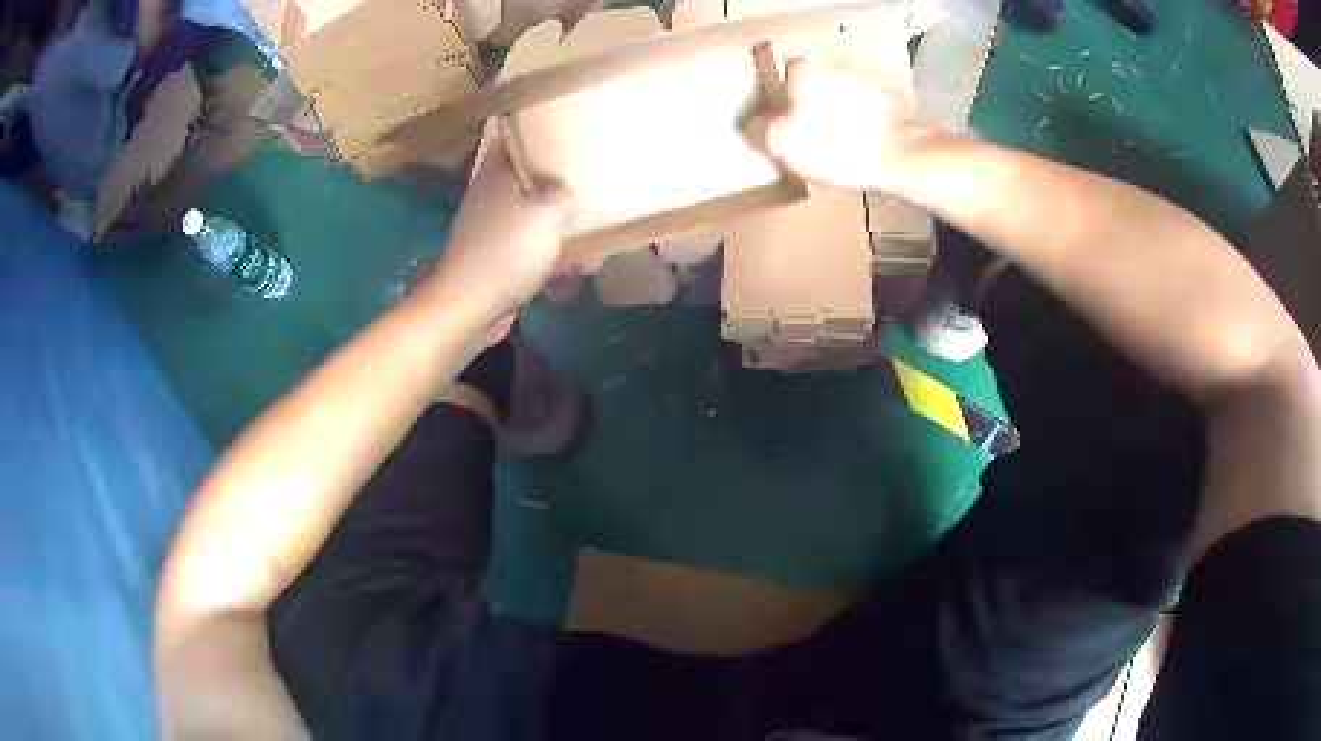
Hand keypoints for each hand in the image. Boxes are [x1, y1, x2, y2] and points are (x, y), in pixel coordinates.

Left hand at [430, 141, 576, 318]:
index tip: (563, 136)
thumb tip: (568, 192)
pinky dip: (554, 258)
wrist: (470, 307)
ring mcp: (491, 233)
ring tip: (596, 236)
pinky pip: (531, 253)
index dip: (534, 136)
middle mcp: (490, 199)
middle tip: (587, 182)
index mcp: (496, 175)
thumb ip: (565, 194)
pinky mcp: (496, 264)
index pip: (511, 141)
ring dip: (561, 228)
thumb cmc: (508, 249)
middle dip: (557, 185)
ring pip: (532, 220)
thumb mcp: (548, 212)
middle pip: (525, 182)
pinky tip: (583, 269)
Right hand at [762, 58, 932, 193]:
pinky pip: (859, 117)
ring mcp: (865, 83)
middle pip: (805, 90)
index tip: (770, 130)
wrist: (903, 158)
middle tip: (797, 145)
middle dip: (800, 113)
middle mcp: (833, 66)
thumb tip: (752, 125)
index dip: (768, 106)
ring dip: (828, 122)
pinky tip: (852, 154)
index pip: (772, 79)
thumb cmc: (838, 145)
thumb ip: (758, 129)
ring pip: (833, 103)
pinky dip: (853, 132)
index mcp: (802, 67)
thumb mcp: (780, 142)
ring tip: (827, 154)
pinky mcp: (888, 106)